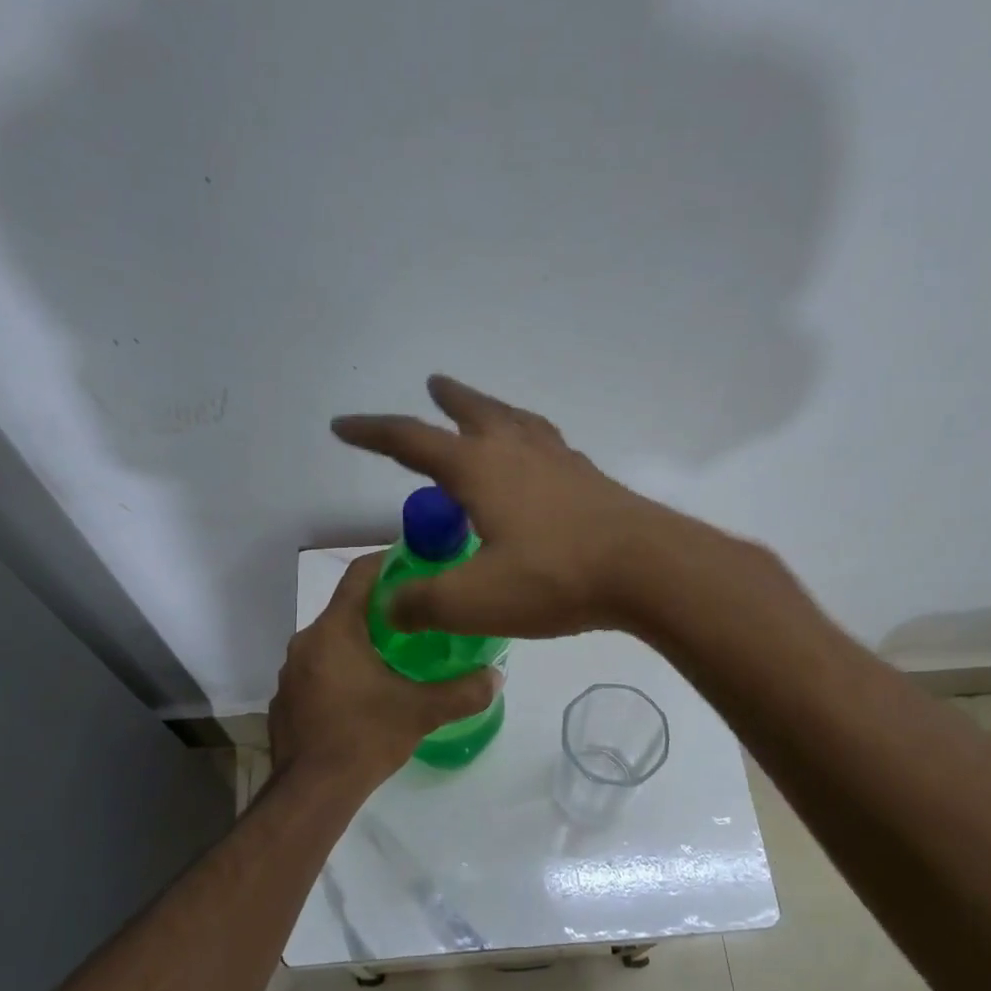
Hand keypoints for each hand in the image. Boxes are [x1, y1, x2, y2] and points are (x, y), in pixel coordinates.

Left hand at [270, 553, 498, 786]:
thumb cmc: (364, 738)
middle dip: (382, 609)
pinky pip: (318, 669)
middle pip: (347, 608)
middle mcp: (306, 642)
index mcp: (335, 631)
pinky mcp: (287, 698)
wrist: (310, 793)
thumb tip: (497, 676)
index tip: (418, 563)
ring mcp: (291, 671)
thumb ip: (463, 692)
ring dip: (362, 641)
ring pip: (332, 640)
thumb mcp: (421, 713)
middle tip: (419, 617)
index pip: (360, 575)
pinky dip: (342, 669)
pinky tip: (365, 694)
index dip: (389, 561)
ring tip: (398, 655)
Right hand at [332, 375, 683, 637]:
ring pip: (518, 421)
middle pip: (475, 410)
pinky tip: (539, 462)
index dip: (372, 433)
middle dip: (448, 398)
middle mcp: (517, 452)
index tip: (342, 425)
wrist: (648, 569)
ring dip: (494, 410)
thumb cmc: (554, 576)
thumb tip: (389, 606)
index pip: (411, 440)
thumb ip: (423, 603)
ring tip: (486, 412)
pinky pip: (550, 447)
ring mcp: (560, 462)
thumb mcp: (474, 600)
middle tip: (434, 384)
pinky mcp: (591, 481)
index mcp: (479, 469)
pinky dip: (531, 441)